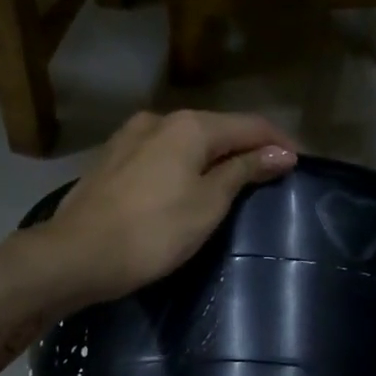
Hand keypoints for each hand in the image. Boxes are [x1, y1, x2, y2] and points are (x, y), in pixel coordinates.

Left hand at [27, 110, 296, 310]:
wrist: (75, 255)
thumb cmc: (152, 232)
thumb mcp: (208, 204)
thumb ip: (243, 171)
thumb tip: (281, 153)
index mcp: (189, 126)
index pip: (249, 125)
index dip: (278, 142)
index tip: (300, 164)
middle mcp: (158, 120)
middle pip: (216, 128)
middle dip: (246, 148)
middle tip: (270, 175)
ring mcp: (129, 137)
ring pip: (185, 141)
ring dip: (213, 157)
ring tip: (232, 181)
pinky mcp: (111, 159)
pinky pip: (161, 154)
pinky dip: (184, 165)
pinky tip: (187, 184)